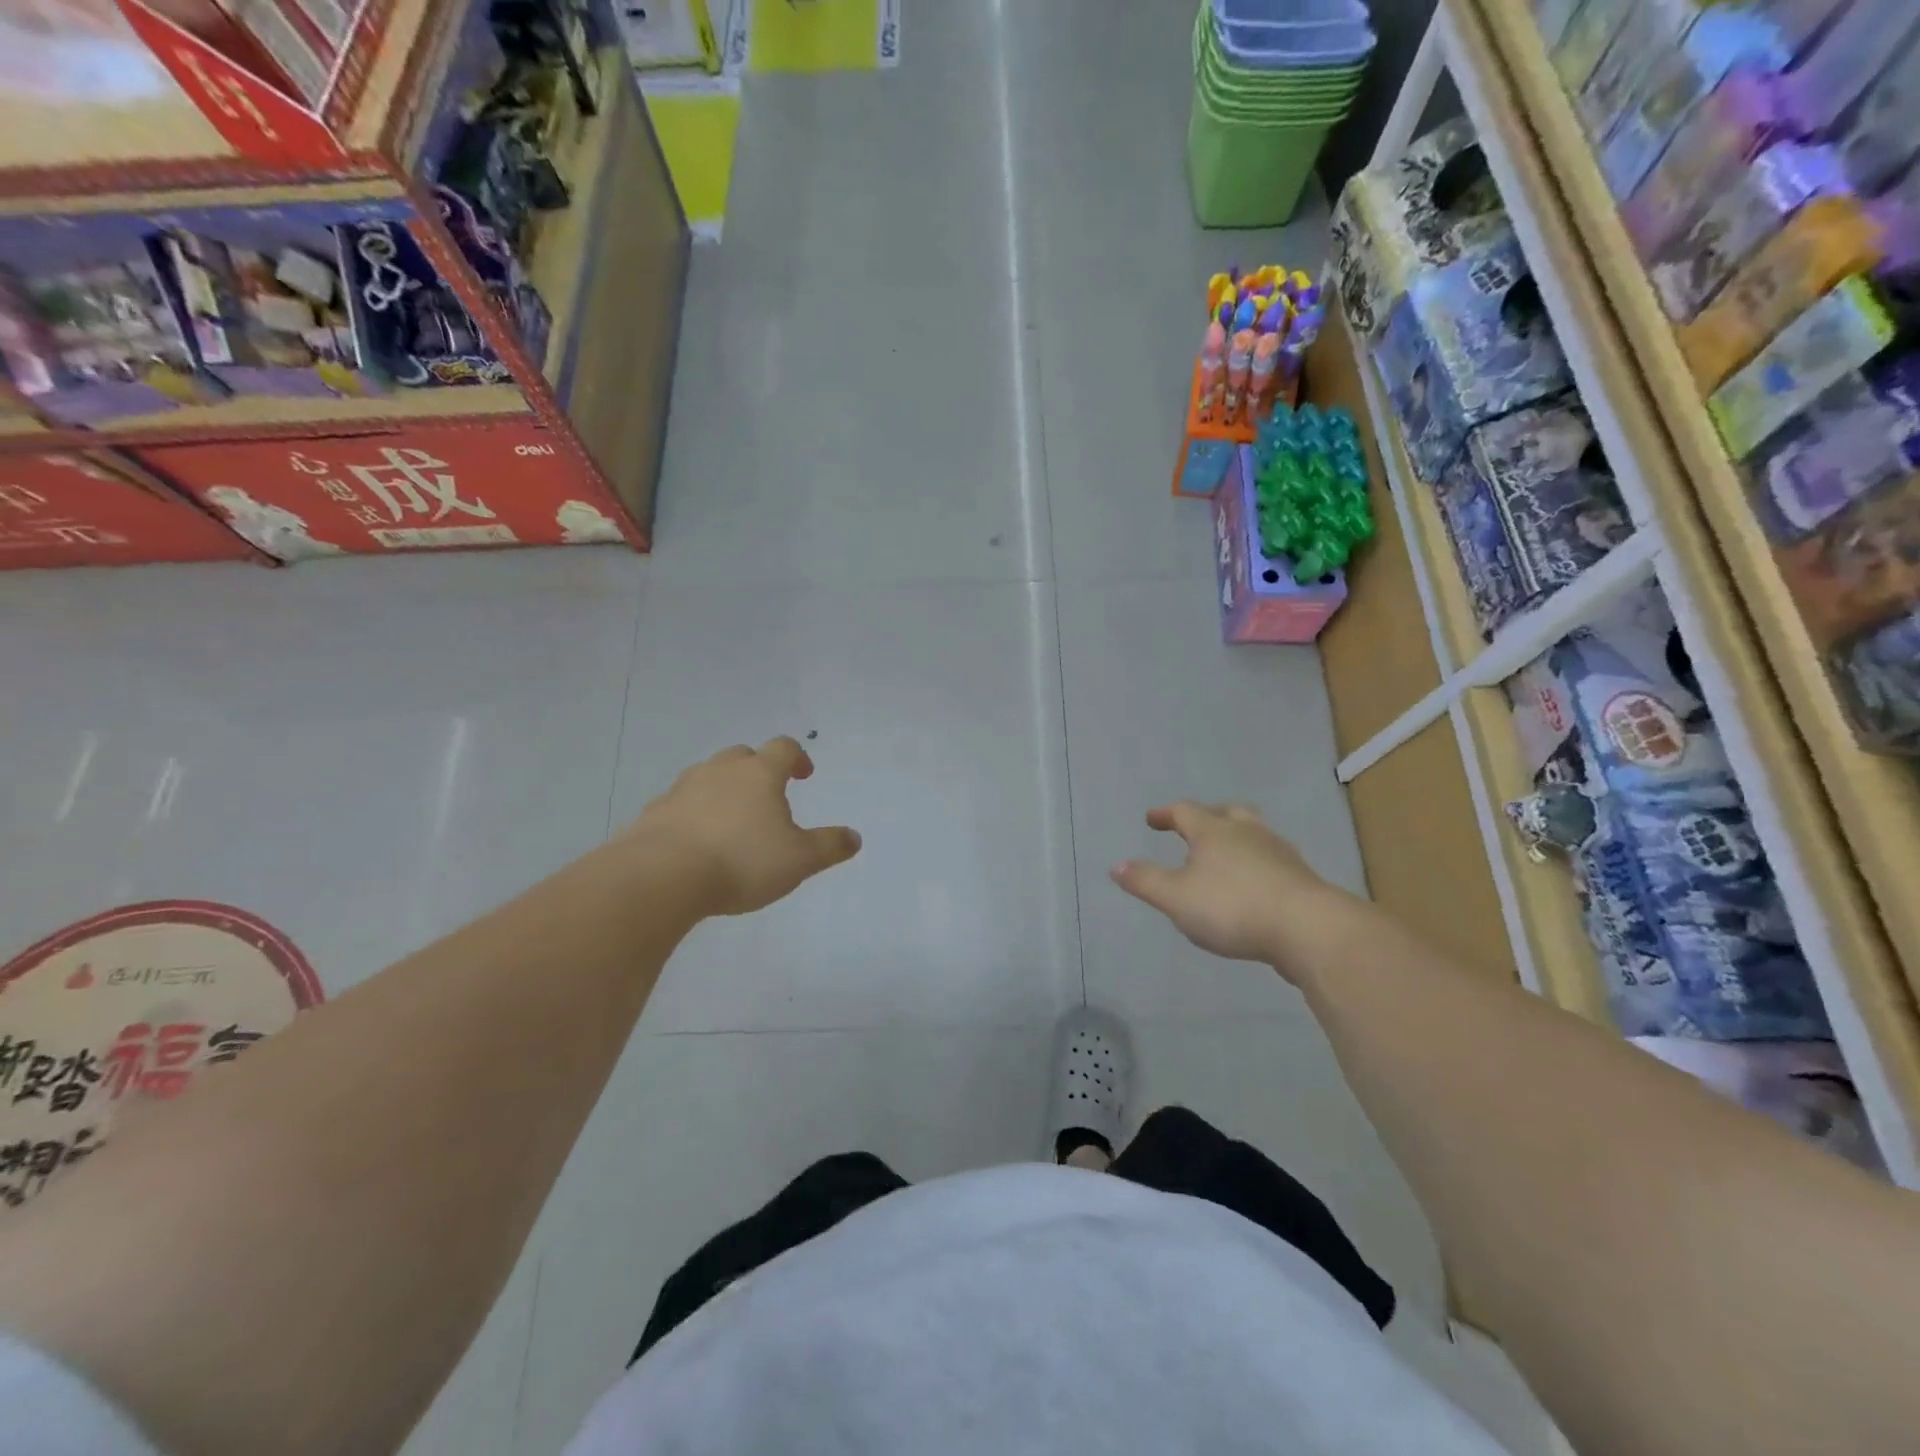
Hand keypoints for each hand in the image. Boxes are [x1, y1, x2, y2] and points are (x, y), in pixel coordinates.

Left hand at [631, 738, 861, 917]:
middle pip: (742, 756)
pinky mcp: (654, 812)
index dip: (797, 758)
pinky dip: (692, 814)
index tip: (804, 774)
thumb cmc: (741, 861)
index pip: (783, 748)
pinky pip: (680, 805)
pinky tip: (696, 842)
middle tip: (768, 796)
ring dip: (723, 790)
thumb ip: (829, 846)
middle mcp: (720, 771)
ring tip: (731, 821)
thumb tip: (855, 837)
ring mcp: (682, 788)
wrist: (661, 877)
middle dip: (758, 770)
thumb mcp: (799, 860)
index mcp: (759, 773)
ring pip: (708, 777)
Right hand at [1110, 802, 1337, 972]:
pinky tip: (1253, 884)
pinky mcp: (1301, 878)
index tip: (1152, 820)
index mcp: (1214, 831)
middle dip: (1207, 817)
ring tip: (1225, 854)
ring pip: (1254, 834)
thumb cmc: (1233, 907)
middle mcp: (1248, 833)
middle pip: (1227, 812)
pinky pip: (1272, 860)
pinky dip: (1256, 863)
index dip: (1166, 814)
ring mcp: (1279, 853)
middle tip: (1193, 826)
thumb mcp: (1176, 898)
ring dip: (1236, 838)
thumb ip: (1145, 881)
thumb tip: (1116, 865)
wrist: (1308, 929)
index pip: (1185, 812)